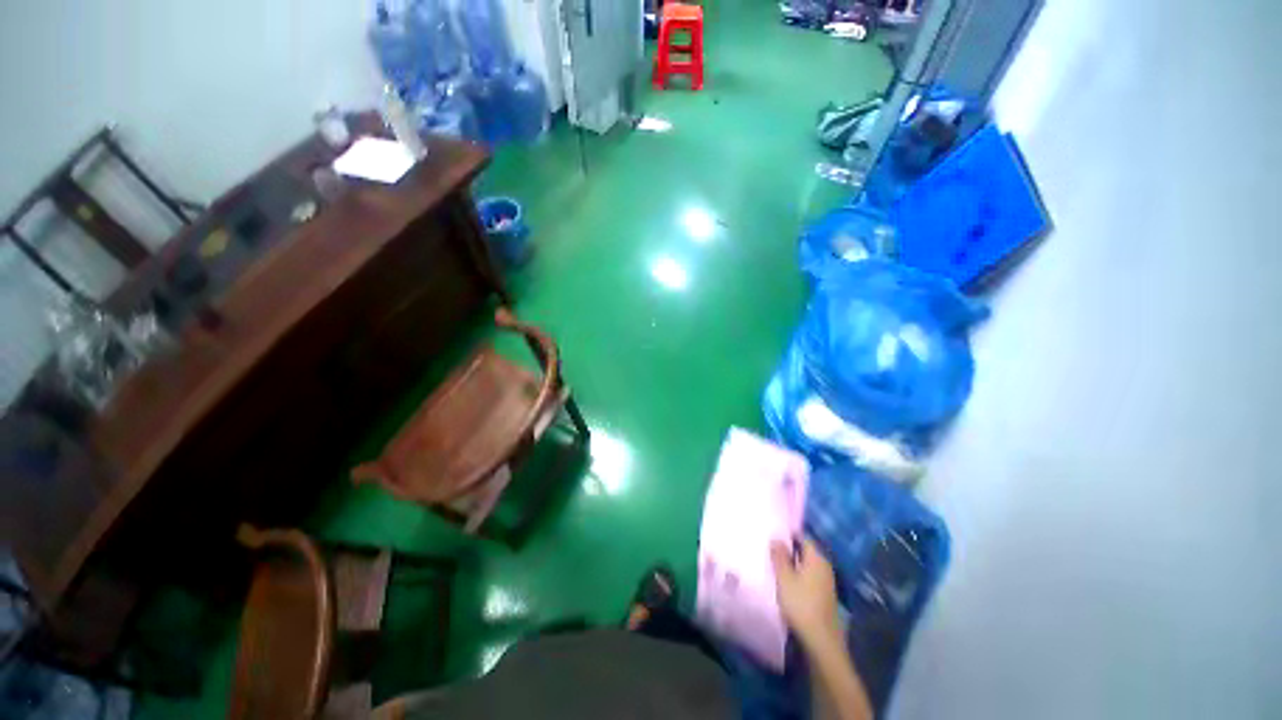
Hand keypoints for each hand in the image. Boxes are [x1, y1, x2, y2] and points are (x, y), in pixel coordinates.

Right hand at [771, 537, 841, 650]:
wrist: (821, 641)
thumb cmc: (801, 604)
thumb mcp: (784, 578)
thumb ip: (779, 556)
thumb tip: (776, 538)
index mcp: (817, 558)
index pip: (803, 537)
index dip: (788, 534)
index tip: (772, 533)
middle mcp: (824, 566)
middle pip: (805, 551)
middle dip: (789, 549)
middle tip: (770, 548)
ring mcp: (826, 582)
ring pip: (806, 565)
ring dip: (793, 564)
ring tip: (775, 564)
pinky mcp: (824, 596)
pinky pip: (809, 578)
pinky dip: (798, 576)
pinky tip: (786, 582)